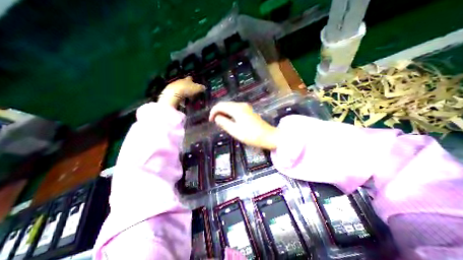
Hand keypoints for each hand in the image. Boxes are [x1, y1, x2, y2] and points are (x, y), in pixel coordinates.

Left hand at [159, 76, 204, 107]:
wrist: (173, 94)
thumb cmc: (187, 90)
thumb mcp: (197, 89)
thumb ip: (201, 88)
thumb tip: (204, 87)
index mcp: (187, 79)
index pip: (190, 78)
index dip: (193, 80)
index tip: (194, 83)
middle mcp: (180, 80)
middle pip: (184, 82)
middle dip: (187, 86)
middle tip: (191, 91)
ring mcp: (173, 85)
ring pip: (179, 87)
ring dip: (182, 91)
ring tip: (186, 97)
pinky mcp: (169, 91)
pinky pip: (175, 93)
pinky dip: (178, 95)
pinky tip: (180, 100)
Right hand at [209, 102, 277, 150]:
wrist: (269, 136)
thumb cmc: (251, 135)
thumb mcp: (235, 131)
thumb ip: (224, 123)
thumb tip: (217, 117)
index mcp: (237, 109)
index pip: (220, 105)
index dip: (213, 112)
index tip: (210, 121)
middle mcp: (241, 105)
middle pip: (225, 104)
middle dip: (218, 112)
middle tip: (215, 122)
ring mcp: (246, 107)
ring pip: (230, 107)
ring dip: (224, 113)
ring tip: (221, 123)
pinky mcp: (249, 111)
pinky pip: (236, 110)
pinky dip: (230, 114)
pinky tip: (230, 121)